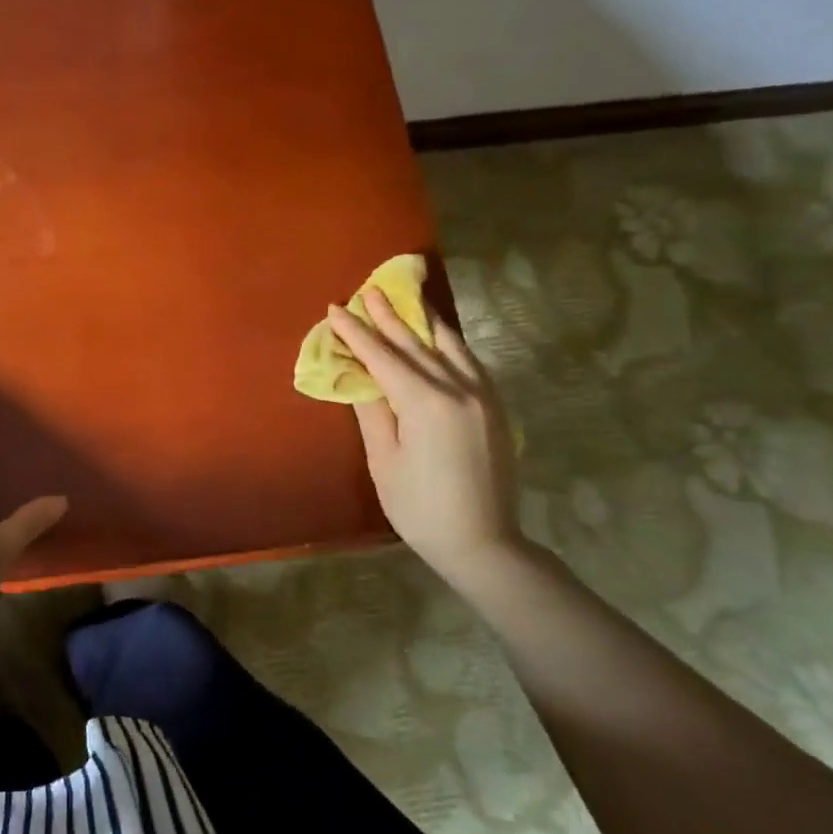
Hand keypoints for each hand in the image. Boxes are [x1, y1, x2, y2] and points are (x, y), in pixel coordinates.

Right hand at [326, 292, 529, 586]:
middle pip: (416, 344)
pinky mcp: (496, 408)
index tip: (336, 309)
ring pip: (450, 347)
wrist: (483, 542)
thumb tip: (361, 376)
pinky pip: (469, 362)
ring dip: (423, 323)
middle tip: (368, 291)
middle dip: (389, 317)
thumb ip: (373, 411)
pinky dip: (449, 344)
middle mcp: (459, 389)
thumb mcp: (385, 460)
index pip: (383, 356)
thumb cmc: (420, 508)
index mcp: (425, 402)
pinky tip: (439, 338)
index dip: (357, 332)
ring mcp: (483, 396)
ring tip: (406, 301)